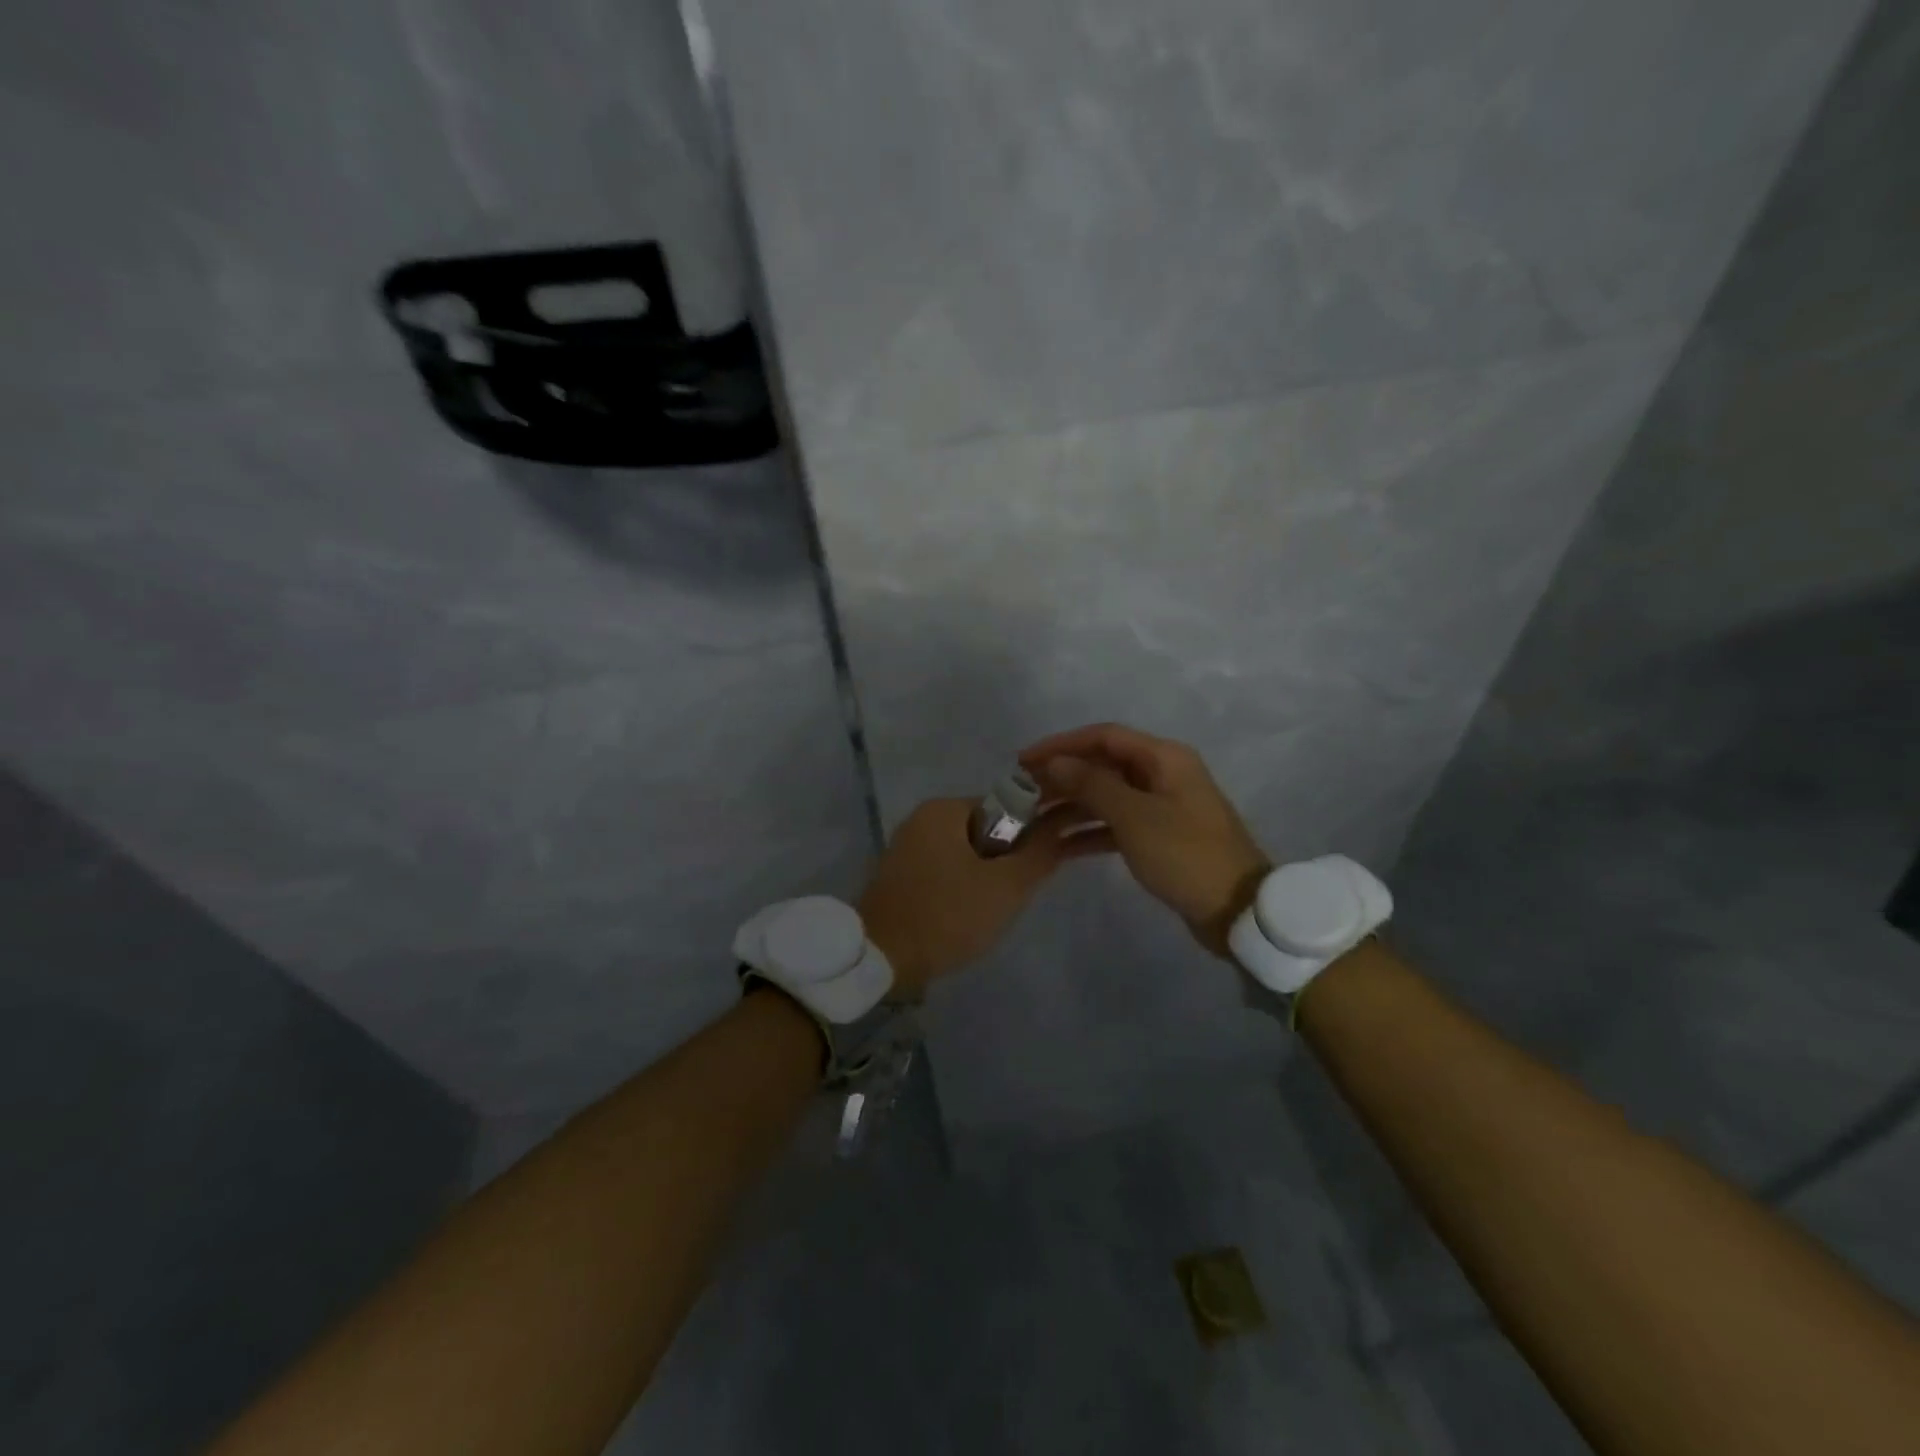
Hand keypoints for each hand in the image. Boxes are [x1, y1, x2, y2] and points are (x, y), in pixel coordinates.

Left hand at [858, 797, 1106, 996]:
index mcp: (945, 808)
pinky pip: (946, 869)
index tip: (1031, 874)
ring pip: (968, 853)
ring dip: (986, 878)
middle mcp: (923, 817)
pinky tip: (963, 916)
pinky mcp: (900, 873)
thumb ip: (1040, 853)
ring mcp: (908, 845)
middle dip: (1007, 862)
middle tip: (1009, 898)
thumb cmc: (946, 915)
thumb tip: (1063, 826)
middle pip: (988, 830)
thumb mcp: (1005, 886)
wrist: (878, 959)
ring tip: (987, 912)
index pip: (1008, 808)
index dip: (1030, 838)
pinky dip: (962, 887)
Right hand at [1020, 723, 1270, 957]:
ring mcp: (1161, 806)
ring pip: (1107, 795)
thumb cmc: (1184, 854)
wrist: (1237, 909)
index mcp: (1163, 758)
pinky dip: (1089, 831)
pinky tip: (1059, 846)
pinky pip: (1116, 823)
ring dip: (1072, 804)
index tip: (1024, 760)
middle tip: (1024, 792)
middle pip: (1103, 765)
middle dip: (1063, 776)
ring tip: (1033, 818)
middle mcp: (1162, 774)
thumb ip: (1091, 784)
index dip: (1062, 744)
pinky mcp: (1159, 836)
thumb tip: (1055, 761)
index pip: (1103, 737)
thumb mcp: (1134, 816)